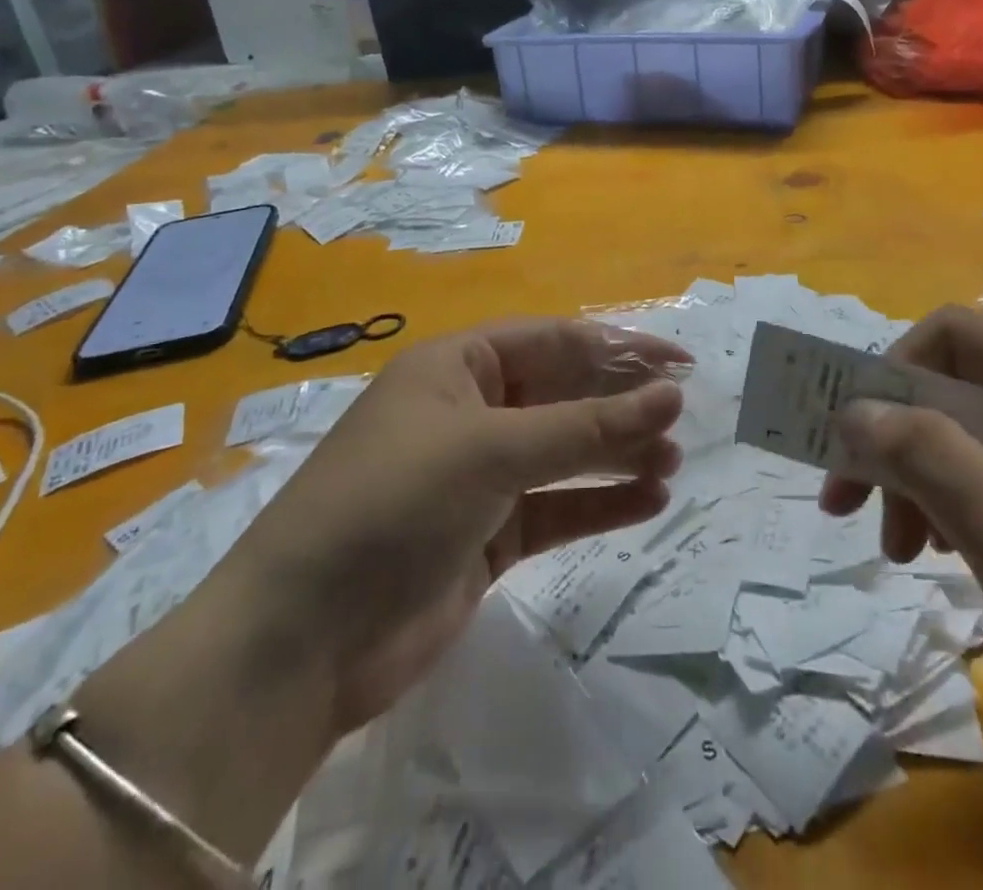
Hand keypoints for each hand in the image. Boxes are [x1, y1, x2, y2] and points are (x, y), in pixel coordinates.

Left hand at [215, 319, 687, 733]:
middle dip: (621, 405)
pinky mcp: (487, 536)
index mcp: (458, 366)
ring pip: (565, 453)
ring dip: (618, 455)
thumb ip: (586, 426)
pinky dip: (600, 504)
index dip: (620, 348)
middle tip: (681, 419)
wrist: (301, 641)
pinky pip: (556, 507)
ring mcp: (479, 477)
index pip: (555, 341)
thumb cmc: (393, 504)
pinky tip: (648, 502)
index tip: (680, 364)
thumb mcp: (492, 450)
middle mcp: (470, 412)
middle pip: (563, 395)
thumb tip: (670, 396)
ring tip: (671, 463)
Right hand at [822, 305, 982, 886]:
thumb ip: (932, 460)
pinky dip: (942, 505)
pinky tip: (930, 552)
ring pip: (961, 433)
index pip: (964, 335)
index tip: (855, 437)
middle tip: (847, 498)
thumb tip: (855, 409)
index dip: (898, 369)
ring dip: (912, 478)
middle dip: (896, 437)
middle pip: (957, 386)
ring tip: (894, 547)